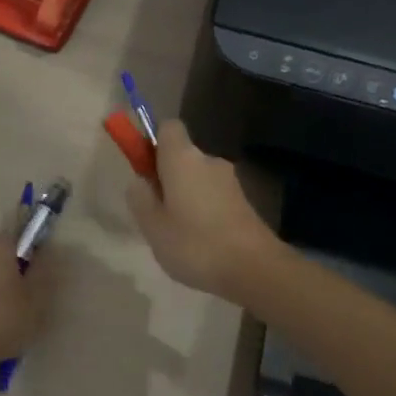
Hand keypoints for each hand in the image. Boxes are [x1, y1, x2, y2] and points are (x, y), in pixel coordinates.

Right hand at [126, 119, 280, 299]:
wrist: (254, 268)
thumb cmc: (195, 244)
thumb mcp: (153, 226)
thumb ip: (140, 198)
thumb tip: (140, 180)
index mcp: (183, 158)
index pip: (167, 127)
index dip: (152, 142)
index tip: (144, 169)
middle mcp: (208, 160)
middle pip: (182, 155)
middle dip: (167, 176)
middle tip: (156, 212)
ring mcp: (230, 180)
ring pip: (198, 178)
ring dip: (186, 196)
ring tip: (178, 233)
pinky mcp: (243, 200)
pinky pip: (213, 195)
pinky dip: (204, 210)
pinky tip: (201, 241)